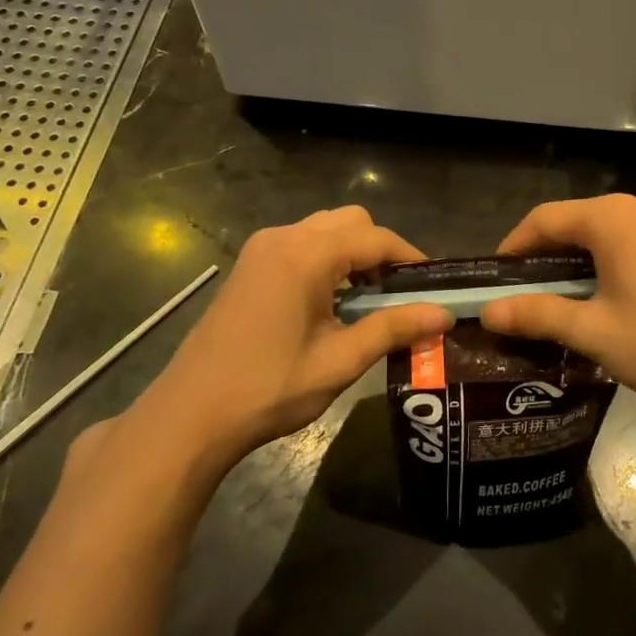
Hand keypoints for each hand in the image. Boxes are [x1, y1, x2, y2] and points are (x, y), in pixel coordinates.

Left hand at [131, 207, 451, 476]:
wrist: (192, 414)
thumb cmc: (270, 388)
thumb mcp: (340, 360)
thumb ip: (394, 328)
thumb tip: (443, 313)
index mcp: (306, 256)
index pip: (375, 238)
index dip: (410, 258)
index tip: (434, 285)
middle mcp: (283, 238)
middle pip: (350, 222)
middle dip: (381, 250)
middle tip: (399, 293)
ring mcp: (261, 249)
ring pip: (325, 229)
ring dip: (354, 253)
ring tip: (369, 299)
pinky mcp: (249, 266)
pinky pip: (301, 244)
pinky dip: (327, 259)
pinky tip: (332, 300)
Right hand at [480, 194, 635, 420]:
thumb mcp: (592, 331)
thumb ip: (537, 315)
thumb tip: (489, 312)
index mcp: (613, 218)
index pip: (545, 219)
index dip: (514, 247)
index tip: (495, 279)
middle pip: (577, 222)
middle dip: (546, 255)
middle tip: (524, 294)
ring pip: (607, 232)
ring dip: (579, 259)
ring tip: (561, 298)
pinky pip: (635, 241)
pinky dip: (610, 261)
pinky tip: (607, 295)